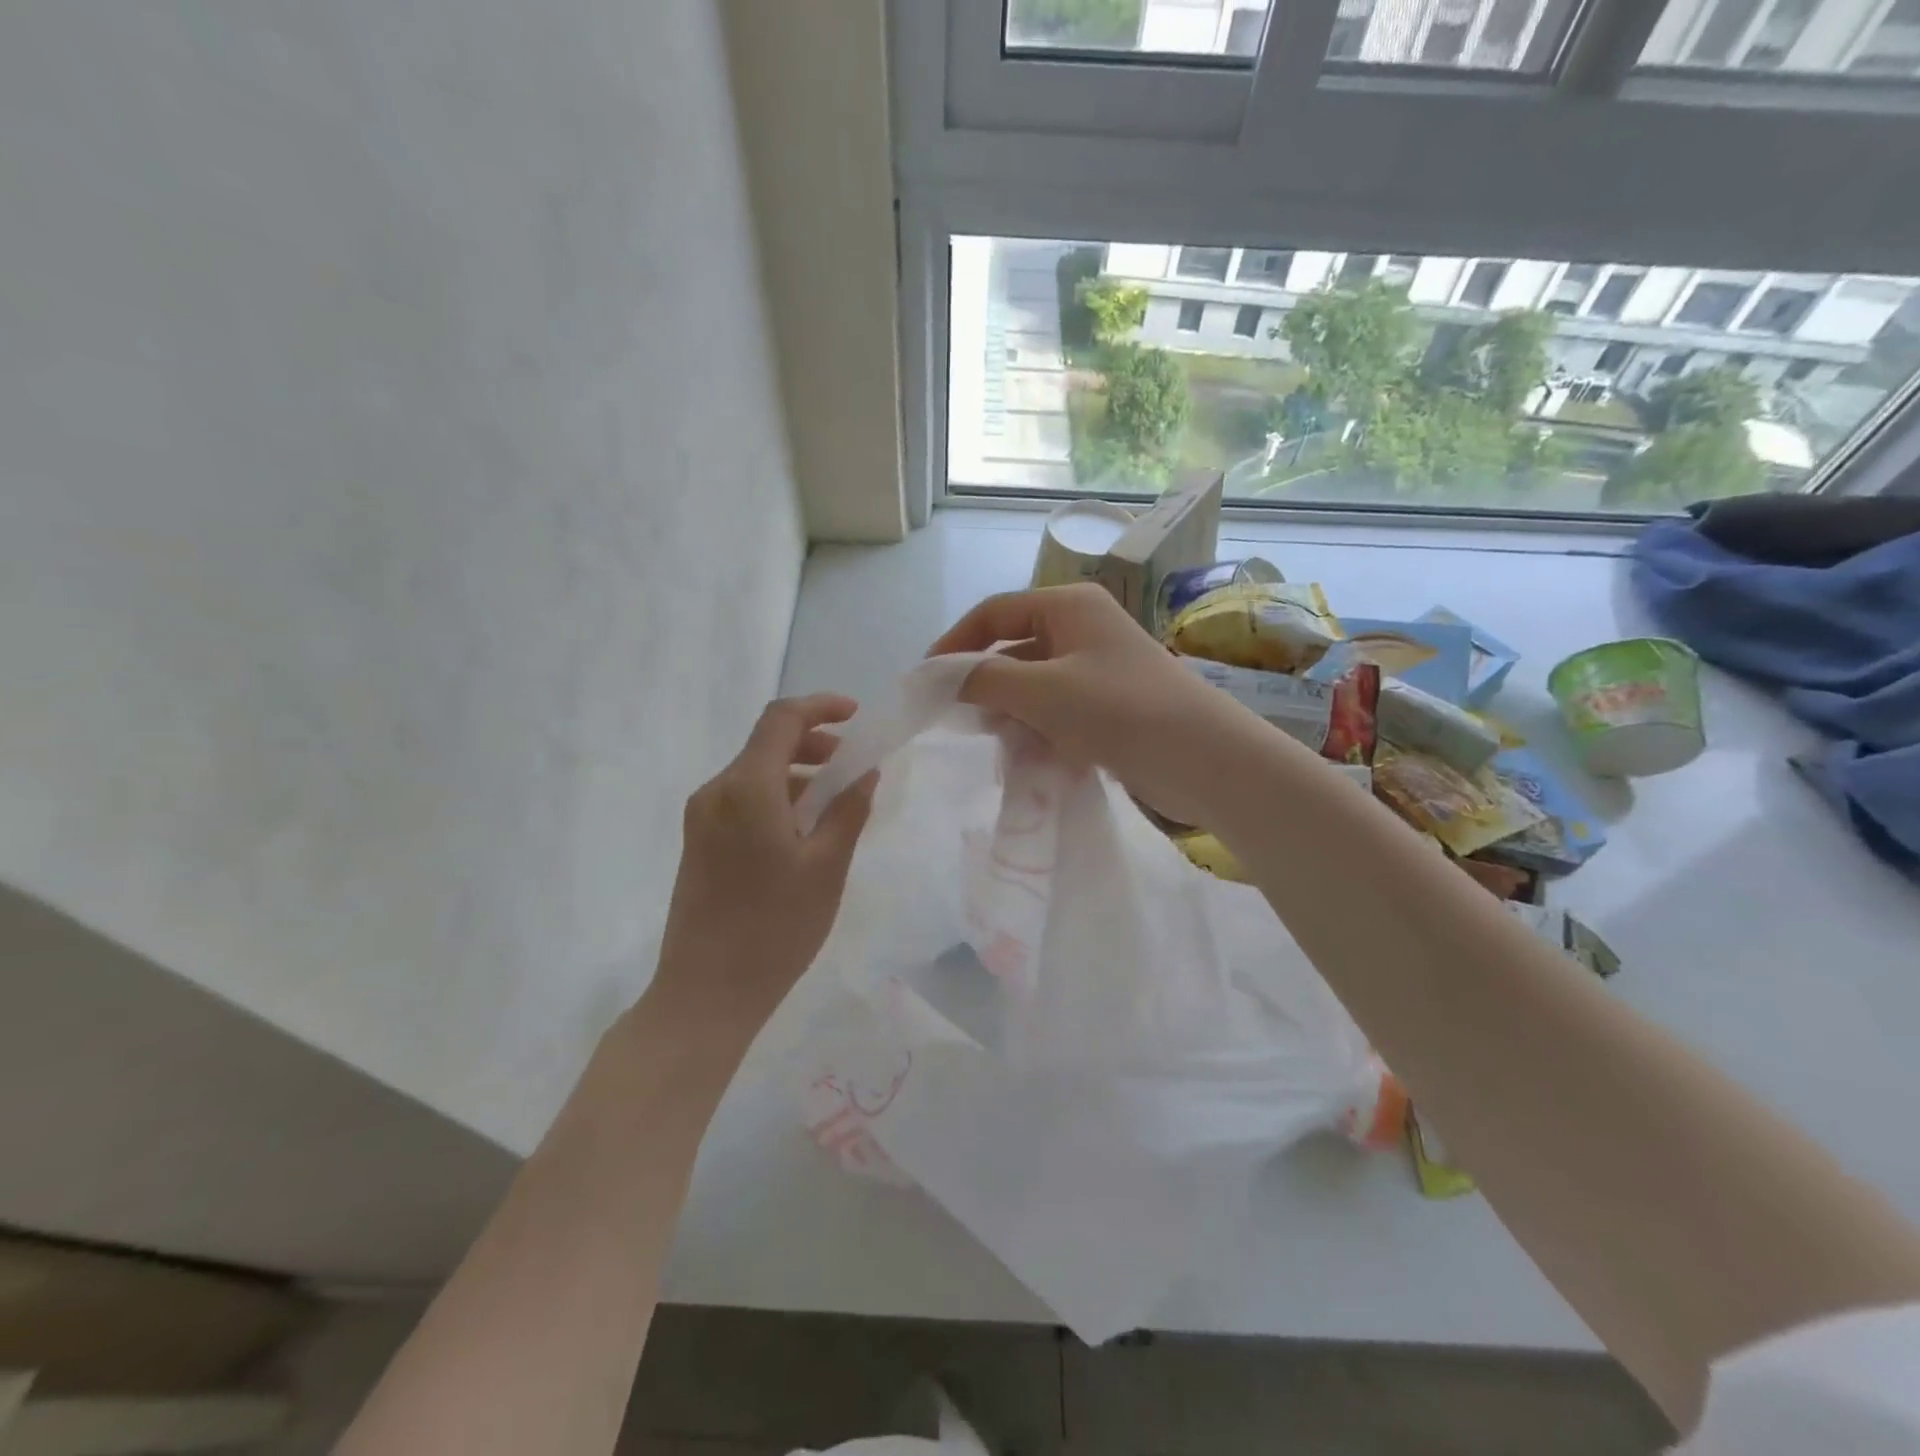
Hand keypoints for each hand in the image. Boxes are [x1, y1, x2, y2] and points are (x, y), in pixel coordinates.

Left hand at [650, 694, 877, 1040]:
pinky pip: (743, 799)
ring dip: (797, 772)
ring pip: (755, 772)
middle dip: (814, 742)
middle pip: (766, 743)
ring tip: (837, 801)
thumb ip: (849, 809)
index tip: (856, 716)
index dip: (820, 706)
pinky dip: (778, 796)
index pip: (781, 719)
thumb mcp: (827, 867)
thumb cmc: (775, 928)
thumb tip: (865, 771)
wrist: (705, 993)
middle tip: (854, 763)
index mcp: (747, 788)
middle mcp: (717, 791)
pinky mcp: (699, 841)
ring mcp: (702, 818)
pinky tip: (805, 828)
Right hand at [927, 584, 1251, 825]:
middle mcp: (1082, 628)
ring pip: (1034, 686)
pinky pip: (1058, 711)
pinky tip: (1038, 760)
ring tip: (1008, 748)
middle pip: (1014, 649)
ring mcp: (1098, 668)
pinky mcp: (1109, 705)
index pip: (994, 612)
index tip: (925, 680)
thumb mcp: (1042, 690)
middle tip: (966, 722)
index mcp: (1068, 606)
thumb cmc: (1119, 709)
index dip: (955, 643)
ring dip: (1014, 715)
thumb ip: (986, 679)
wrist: (1203, 759)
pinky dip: (1041, 731)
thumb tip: (945, 678)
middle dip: (988, 686)